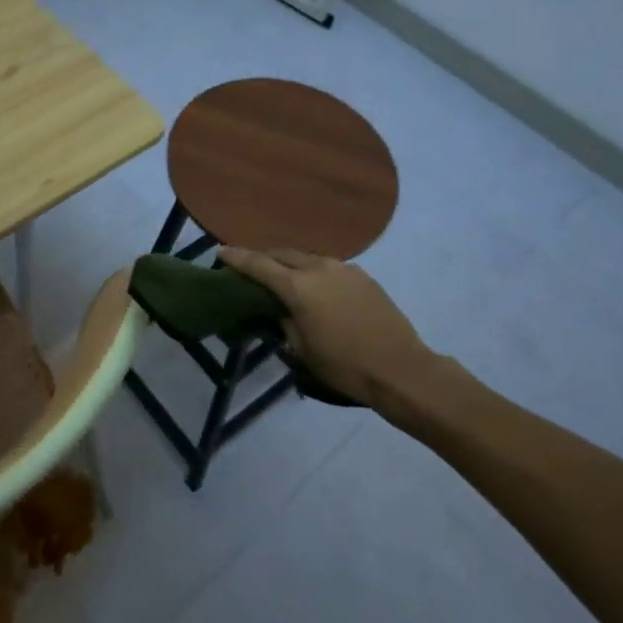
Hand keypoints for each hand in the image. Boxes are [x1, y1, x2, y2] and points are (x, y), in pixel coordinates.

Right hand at [218, 248, 440, 409]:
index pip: (259, 265)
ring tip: (282, 275)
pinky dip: (313, 271)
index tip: (221, 252)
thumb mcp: (303, 350)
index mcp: (298, 287)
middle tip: (250, 266)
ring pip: (307, 258)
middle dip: (264, 257)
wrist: (401, 369)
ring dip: (290, 263)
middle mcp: (318, 268)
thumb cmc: (345, 366)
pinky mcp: (362, 276)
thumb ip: (285, 323)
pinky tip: (315, 287)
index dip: (237, 258)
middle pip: (282, 254)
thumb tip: (281, 311)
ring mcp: (343, 269)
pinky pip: (328, 267)